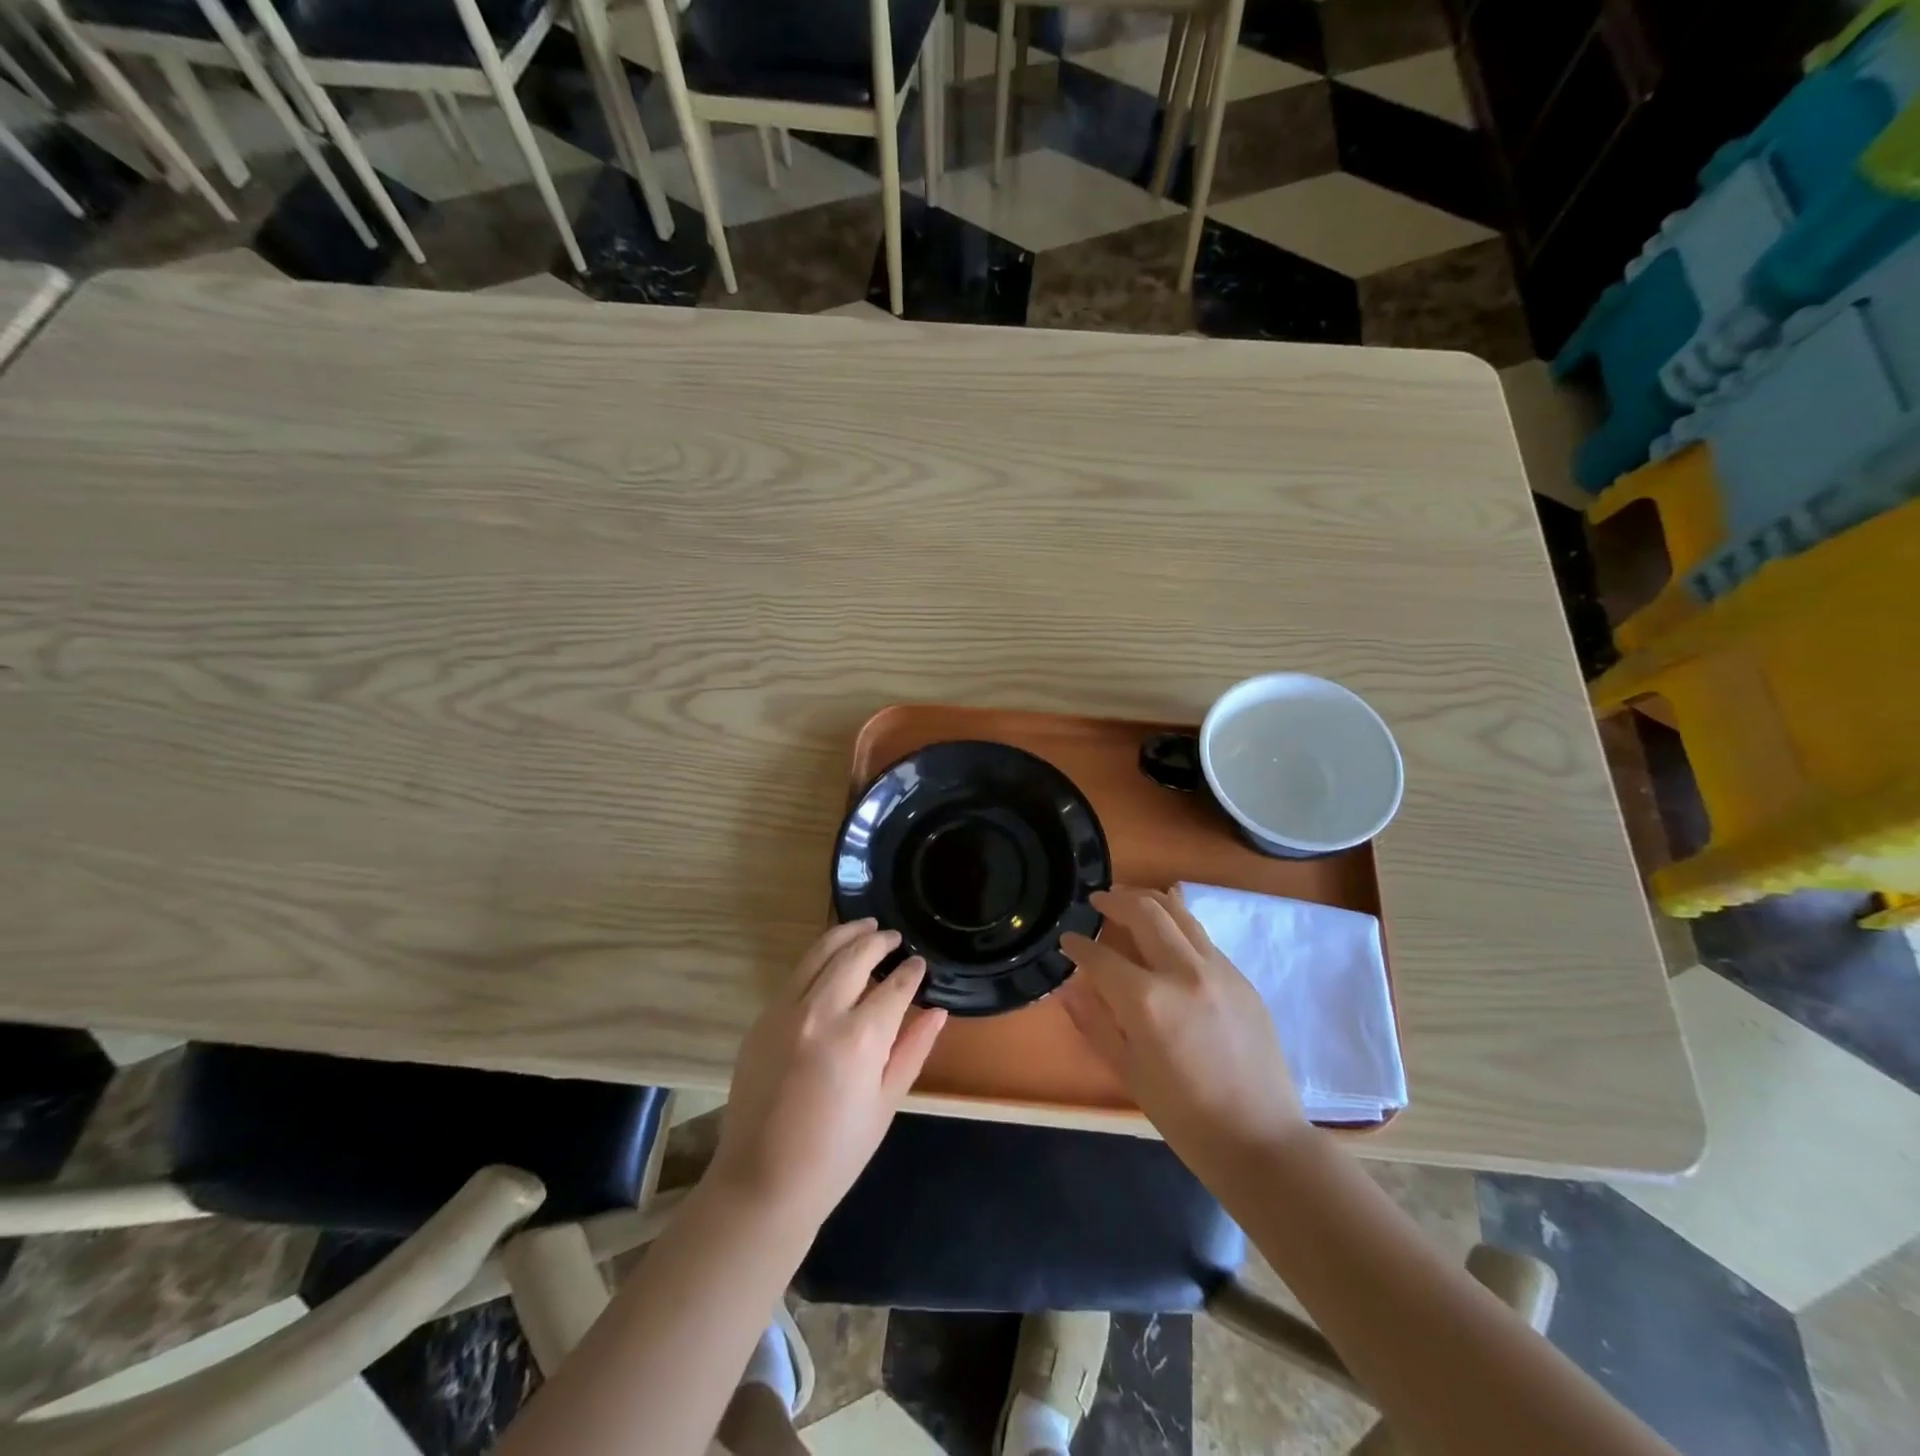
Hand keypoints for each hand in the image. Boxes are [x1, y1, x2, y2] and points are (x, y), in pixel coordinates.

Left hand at [708, 921, 946, 1228]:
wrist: (763, 1184)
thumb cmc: (836, 1154)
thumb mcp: (886, 1103)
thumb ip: (913, 1048)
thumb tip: (937, 1010)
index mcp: (859, 1038)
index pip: (894, 986)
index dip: (911, 972)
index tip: (919, 964)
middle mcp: (821, 1013)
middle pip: (855, 956)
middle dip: (879, 940)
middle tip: (894, 937)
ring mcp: (785, 1012)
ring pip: (819, 953)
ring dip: (846, 935)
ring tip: (865, 927)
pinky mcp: (762, 1019)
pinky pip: (795, 975)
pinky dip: (818, 959)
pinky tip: (831, 961)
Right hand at [1060, 887, 1307, 1178]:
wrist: (1260, 1139)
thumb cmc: (1184, 1116)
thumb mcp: (1128, 1072)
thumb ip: (1094, 1022)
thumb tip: (1067, 987)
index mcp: (1148, 1002)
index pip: (1101, 956)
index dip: (1078, 944)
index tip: (1067, 939)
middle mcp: (1183, 973)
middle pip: (1144, 912)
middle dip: (1114, 900)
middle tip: (1097, 900)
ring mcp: (1218, 970)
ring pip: (1178, 913)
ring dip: (1148, 900)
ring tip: (1128, 899)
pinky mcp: (1241, 977)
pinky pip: (1201, 936)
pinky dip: (1176, 923)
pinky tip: (1166, 930)